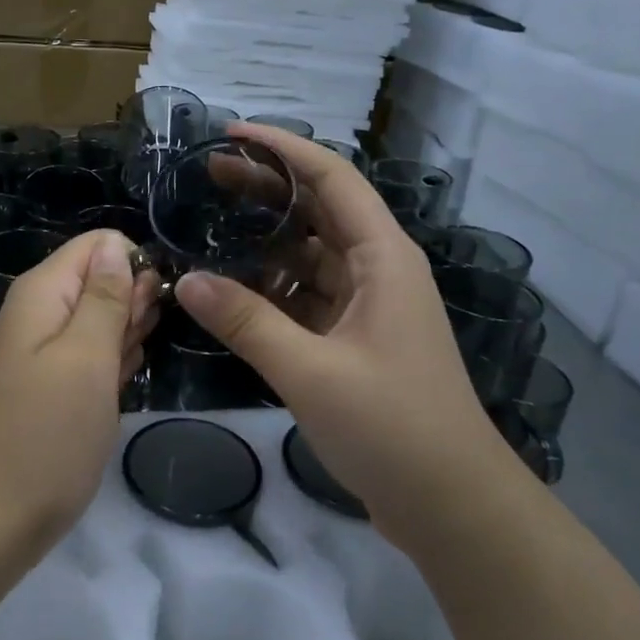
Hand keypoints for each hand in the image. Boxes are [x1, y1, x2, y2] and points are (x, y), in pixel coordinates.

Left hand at [0, 230, 158, 541]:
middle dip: (133, 305)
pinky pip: (92, 358)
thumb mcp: (86, 359)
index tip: (151, 307)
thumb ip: (106, 299)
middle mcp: (41, 312)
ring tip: (125, 373)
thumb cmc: (44, 436)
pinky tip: (119, 389)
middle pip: (101, 279)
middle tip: (135, 348)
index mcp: (43, 292)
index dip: (134, 266)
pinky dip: (111, 369)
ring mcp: (45, 352)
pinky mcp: (52, 387)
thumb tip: (117, 248)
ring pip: (101, 321)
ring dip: (125, 340)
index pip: (99, 245)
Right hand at [172, 124, 515, 541]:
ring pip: (311, 255)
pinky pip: (308, 296)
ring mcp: (368, 306)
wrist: (452, 505)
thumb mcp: (311, 372)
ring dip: (266, 240)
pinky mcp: (356, 340)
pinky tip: (232, 290)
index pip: (332, 178)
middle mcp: (379, 269)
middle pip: (319, 210)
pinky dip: (272, 288)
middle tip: (208, 174)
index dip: (283, 149)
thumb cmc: (393, 428)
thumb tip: (187, 280)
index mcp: (383, 257)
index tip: (232, 134)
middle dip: (267, 188)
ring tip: (210, 227)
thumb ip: (246, 322)